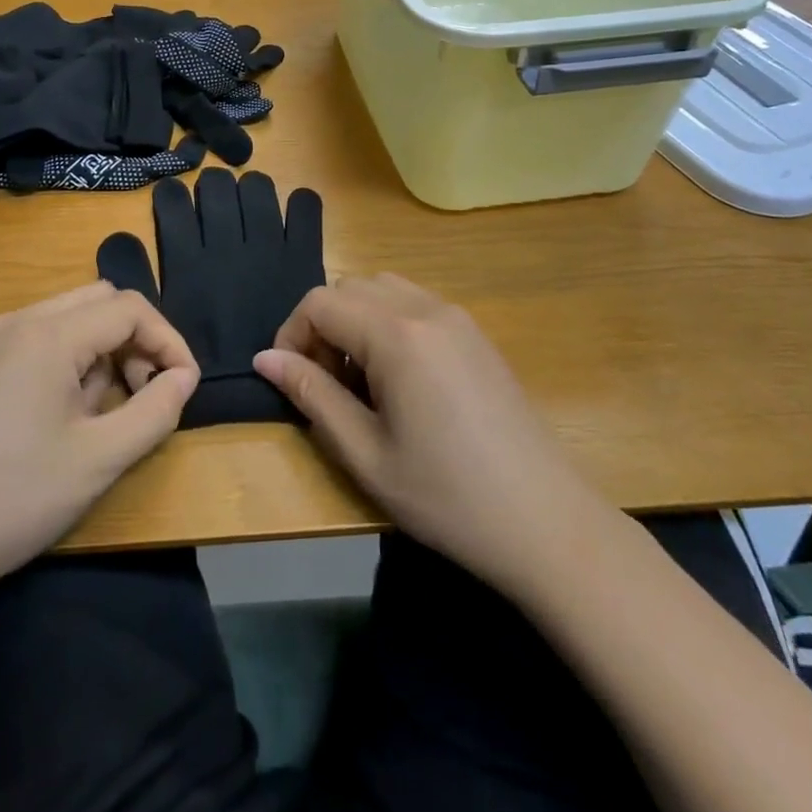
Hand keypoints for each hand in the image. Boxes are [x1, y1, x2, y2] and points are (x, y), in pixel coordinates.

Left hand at [0, 283, 198, 602]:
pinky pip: (38, 337)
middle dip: (135, 339)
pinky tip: (61, 413)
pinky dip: (68, 358)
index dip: (168, 340)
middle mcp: (15, 321)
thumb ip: (156, 410)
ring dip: (101, 349)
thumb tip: (184, 377)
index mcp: (46, 335)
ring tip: (100, 411)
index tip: (184, 385)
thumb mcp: (101, 460)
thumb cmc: (15, 500)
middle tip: (144, 392)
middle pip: (98, 301)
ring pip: (68, 317)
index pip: (128, 308)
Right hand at [255, 274, 586, 597]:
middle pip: (351, 287)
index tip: (291, 381)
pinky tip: (400, 380)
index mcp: (397, 335)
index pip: (320, 302)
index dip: (292, 334)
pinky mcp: (477, 334)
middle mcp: (427, 309)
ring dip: (356, 320)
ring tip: (361, 382)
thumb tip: (264, 358)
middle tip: (327, 385)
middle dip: (323, 325)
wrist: (547, 524)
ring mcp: (458, 318)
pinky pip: (416, 304)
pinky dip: (389, 323)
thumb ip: (312, 395)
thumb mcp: (366, 454)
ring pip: (384, 289)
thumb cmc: (447, 497)